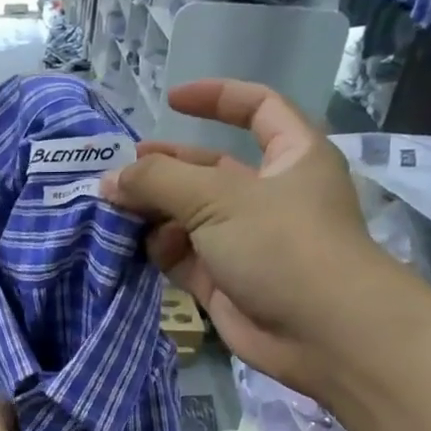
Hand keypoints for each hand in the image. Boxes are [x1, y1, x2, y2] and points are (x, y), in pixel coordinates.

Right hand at [101, 80, 393, 400]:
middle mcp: (268, 195)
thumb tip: (111, 177)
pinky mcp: (225, 282)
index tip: (171, 101)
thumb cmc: (281, 244)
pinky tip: (133, 245)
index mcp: (290, 156)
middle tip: (119, 172)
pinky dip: (160, 250)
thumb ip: (160, 181)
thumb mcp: (219, 198)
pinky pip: (184, 257)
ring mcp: (245, 242)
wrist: (319, 332)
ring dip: (154, 212)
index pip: (256, 108)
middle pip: (208, 170)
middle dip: (165, 168)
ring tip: (114, 210)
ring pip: (190, 217)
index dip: (216, 98)